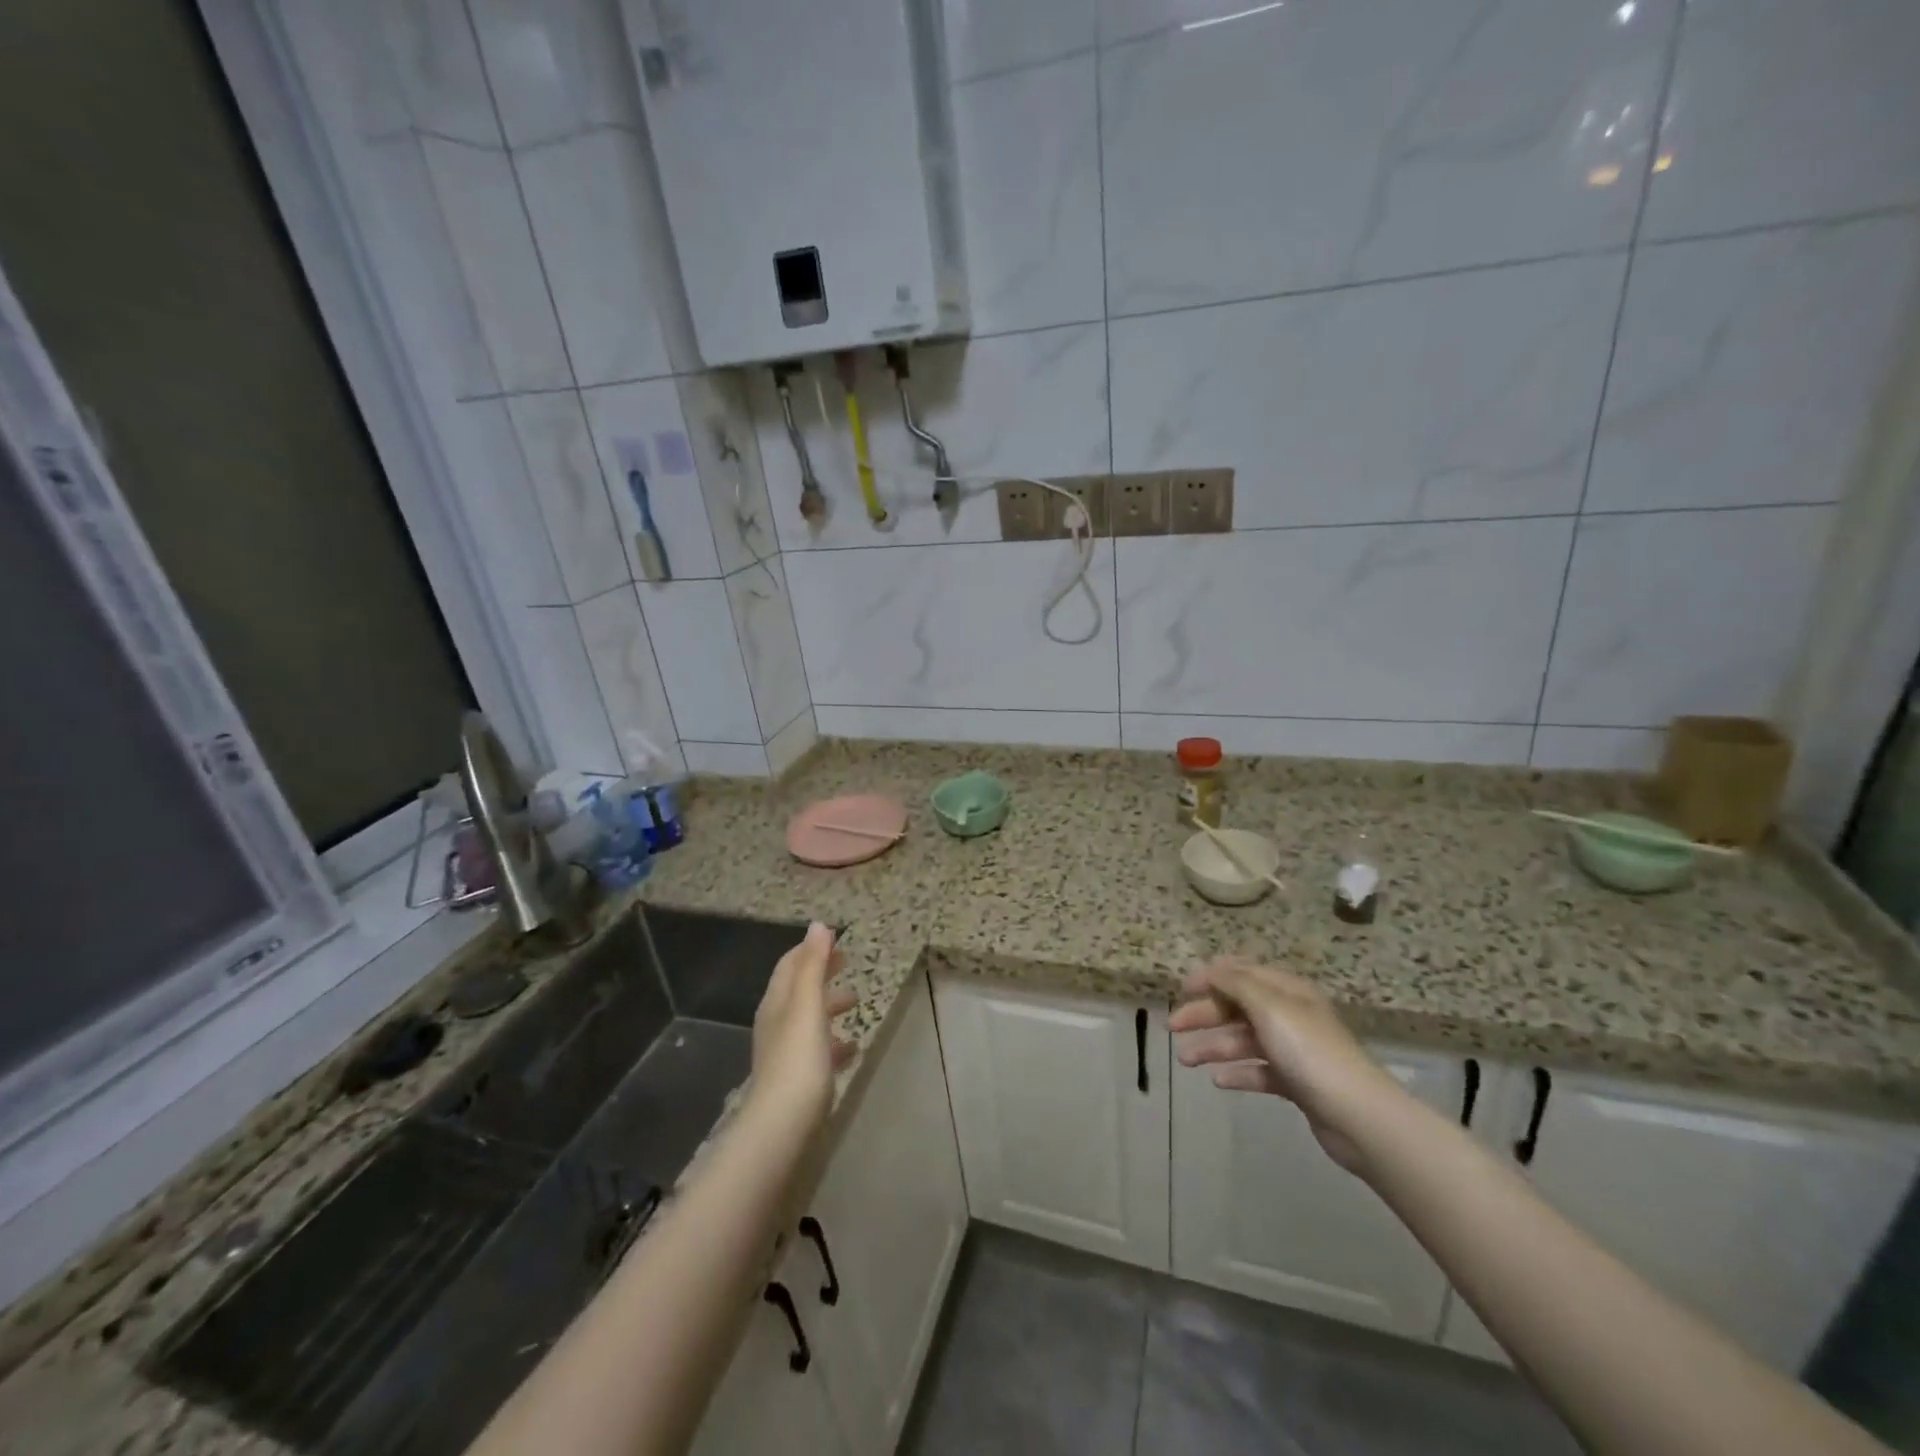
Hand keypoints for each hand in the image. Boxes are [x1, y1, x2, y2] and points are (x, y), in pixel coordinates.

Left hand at [748, 922, 856, 1128]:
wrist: (782, 1127)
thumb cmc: (798, 1060)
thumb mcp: (808, 1005)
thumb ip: (813, 965)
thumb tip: (818, 925)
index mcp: (777, 1002)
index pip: (791, 964)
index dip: (811, 949)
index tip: (836, 940)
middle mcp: (777, 1023)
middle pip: (799, 989)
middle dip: (822, 973)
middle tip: (848, 962)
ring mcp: (785, 1053)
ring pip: (809, 1018)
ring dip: (830, 1005)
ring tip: (856, 1002)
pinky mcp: (797, 1080)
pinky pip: (817, 1049)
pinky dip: (834, 1040)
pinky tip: (852, 1048)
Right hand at [1169, 957, 1399, 1173]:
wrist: (1357, 1114)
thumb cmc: (1309, 1051)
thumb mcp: (1269, 1006)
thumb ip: (1235, 984)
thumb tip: (1211, 969)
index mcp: (1287, 990)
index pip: (1242, 973)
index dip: (1211, 977)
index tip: (1181, 989)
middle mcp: (1290, 1015)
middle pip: (1239, 1007)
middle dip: (1205, 1014)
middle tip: (1173, 1028)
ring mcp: (1294, 1050)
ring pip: (1244, 1040)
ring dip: (1213, 1046)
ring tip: (1185, 1060)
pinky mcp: (1297, 1083)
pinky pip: (1259, 1070)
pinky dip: (1238, 1072)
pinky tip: (1218, 1080)